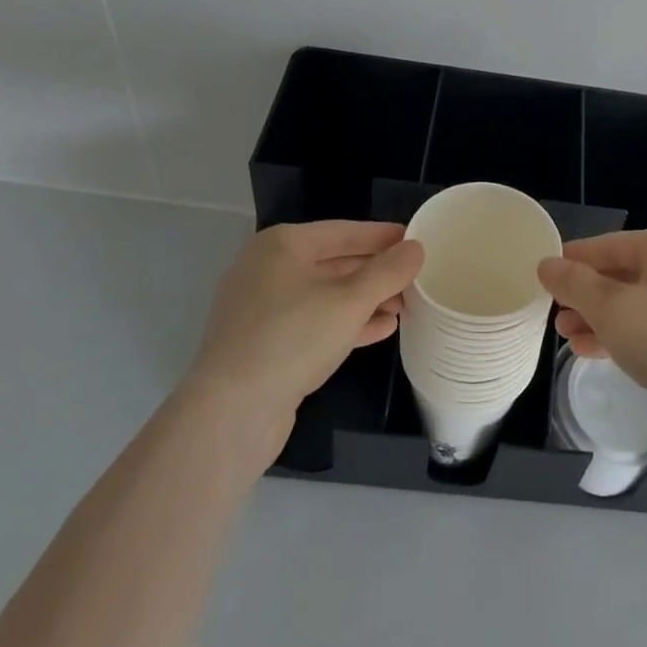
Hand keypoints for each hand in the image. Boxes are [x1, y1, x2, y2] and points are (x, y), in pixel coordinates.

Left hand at [189, 222, 422, 431]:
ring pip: (325, 295)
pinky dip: (345, 323)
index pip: (343, 231)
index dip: (382, 236)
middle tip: (415, 278)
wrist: (230, 415)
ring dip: (365, 300)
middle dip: (375, 273)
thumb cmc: (292, 339)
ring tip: (404, 307)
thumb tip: (415, 248)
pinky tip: (380, 330)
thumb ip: (387, 272)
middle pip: (334, 262)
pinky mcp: (264, 345)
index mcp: (281, 245)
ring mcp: (262, 309)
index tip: (416, 239)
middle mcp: (267, 270)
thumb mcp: (350, 301)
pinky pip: (313, 323)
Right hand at [538, 229, 646, 414]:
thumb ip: (573, 283)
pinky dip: (619, 336)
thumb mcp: (609, 307)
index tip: (544, 273)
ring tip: (564, 334)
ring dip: (597, 318)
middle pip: (623, 275)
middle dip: (585, 294)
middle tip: (553, 310)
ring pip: (634, 306)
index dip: (575, 258)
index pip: (611, 244)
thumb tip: (546, 264)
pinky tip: (588, 351)